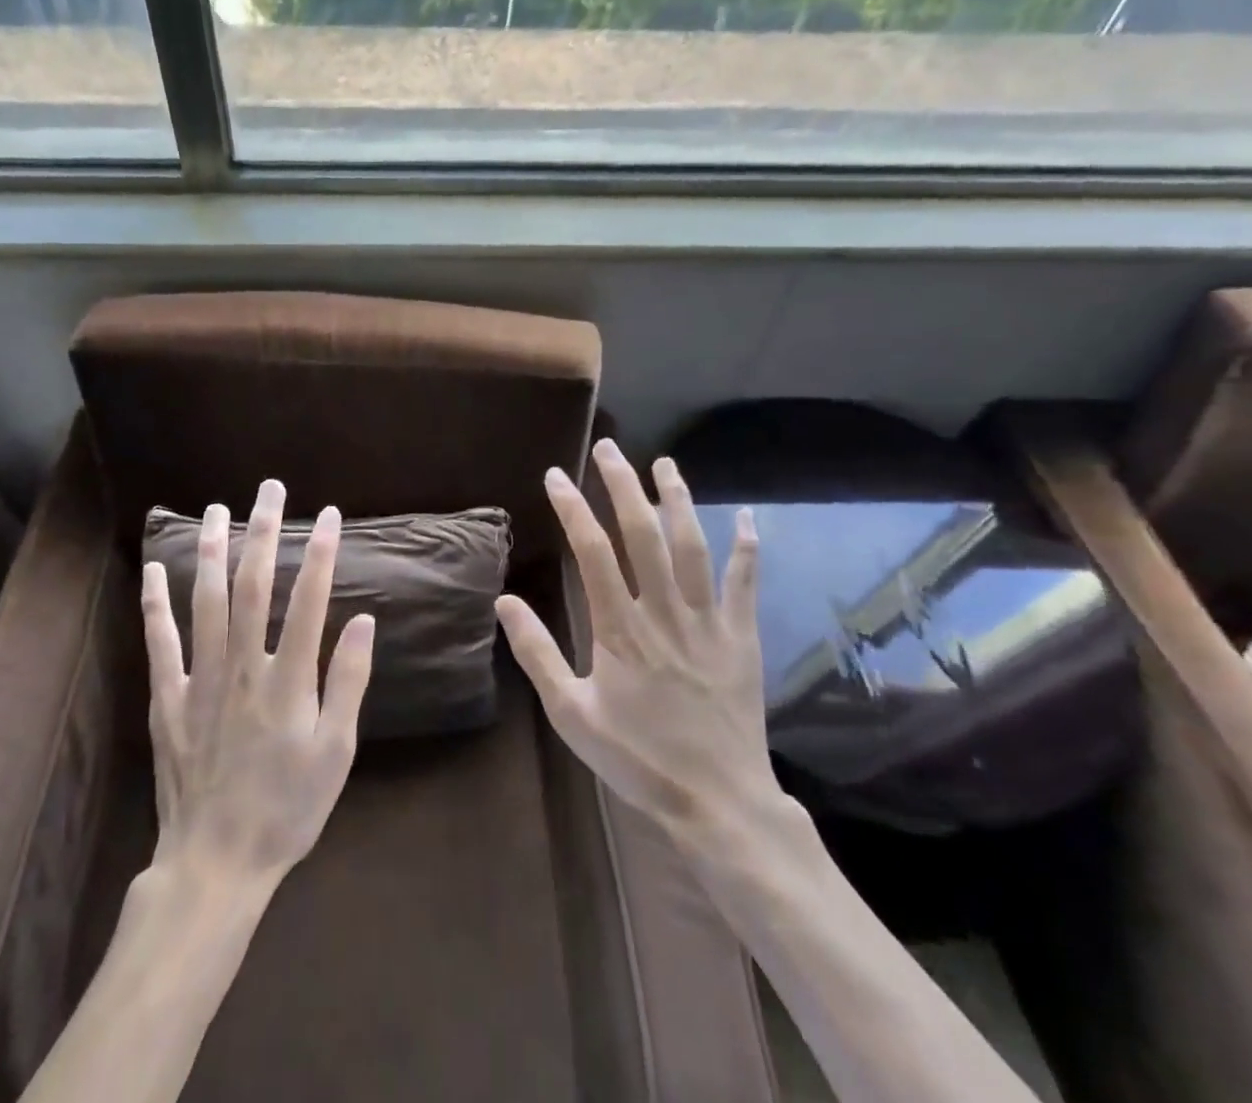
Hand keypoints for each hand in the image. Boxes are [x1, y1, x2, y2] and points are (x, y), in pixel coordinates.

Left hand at [141, 480, 375, 886]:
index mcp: (288, 681)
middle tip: (269, 489)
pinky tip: (155, 570)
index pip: (309, 601)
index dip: (320, 553)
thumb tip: (363, 622)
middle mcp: (243, 667)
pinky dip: (156, 604)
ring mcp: (200, 681)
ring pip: (205, 602)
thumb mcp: (336, 753)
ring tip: (217, 508)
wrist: (216, 864)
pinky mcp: (167, 700)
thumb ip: (348, 683)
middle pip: (252, 586)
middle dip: (263, 532)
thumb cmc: (287, 809)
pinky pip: (159, 643)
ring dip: (212, 551)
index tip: (328, 515)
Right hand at [496, 440, 794, 858]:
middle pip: (643, 535)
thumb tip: (504, 602)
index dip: (573, 509)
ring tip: (664, 463)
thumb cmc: (638, 759)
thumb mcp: (571, 715)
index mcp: (620, 630)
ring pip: (693, 547)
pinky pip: (745, 584)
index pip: (593, 552)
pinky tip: (748, 517)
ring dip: (678, 500)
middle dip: (624, 486)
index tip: (556, 475)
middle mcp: (664, 613)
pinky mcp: (741, 639)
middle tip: (609, 448)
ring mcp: (708, 623)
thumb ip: (537, 655)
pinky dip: (747, 548)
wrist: (718, 803)